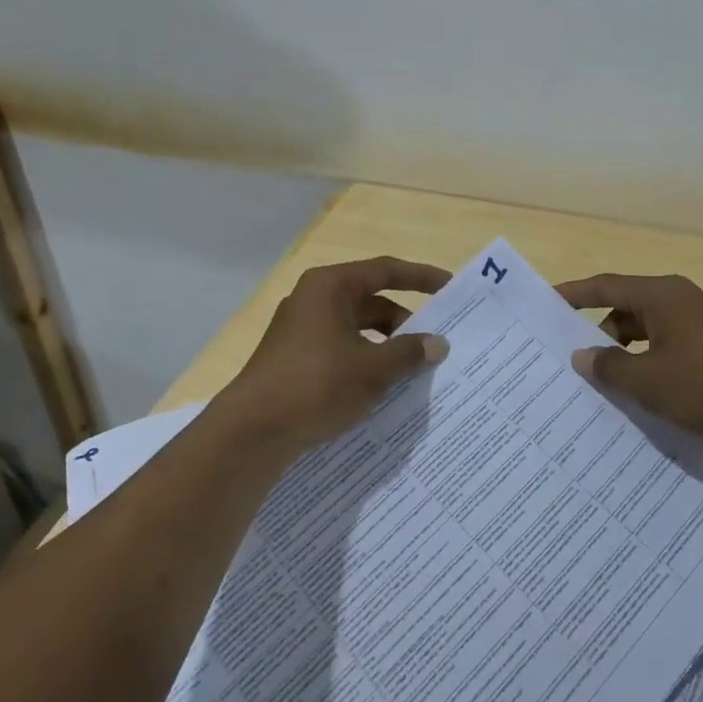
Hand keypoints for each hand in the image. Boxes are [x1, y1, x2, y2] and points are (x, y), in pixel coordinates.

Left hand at [220, 256, 451, 452]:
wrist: (252, 430)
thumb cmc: (317, 384)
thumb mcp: (373, 369)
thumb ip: (409, 352)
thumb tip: (438, 343)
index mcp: (330, 286)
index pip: (385, 271)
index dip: (421, 278)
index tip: (450, 288)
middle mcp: (313, 299)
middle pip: (371, 301)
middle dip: (405, 322)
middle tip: (435, 344)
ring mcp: (300, 329)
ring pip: (356, 328)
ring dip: (385, 345)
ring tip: (413, 371)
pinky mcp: (293, 357)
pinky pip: (340, 349)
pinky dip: (364, 360)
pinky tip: (381, 387)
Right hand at [555, 272, 702, 462]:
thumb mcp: (650, 381)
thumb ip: (610, 367)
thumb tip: (582, 356)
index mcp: (661, 295)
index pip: (605, 286)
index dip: (573, 294)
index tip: (543, 304)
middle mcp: (679, 303)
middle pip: (624, 309)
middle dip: (597, 333)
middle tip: (568, 360)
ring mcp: (699, 328)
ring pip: (646, 334)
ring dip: (624, 356)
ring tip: (600, 387)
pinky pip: (667, 353)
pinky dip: (648, 368)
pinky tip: (639, 399)